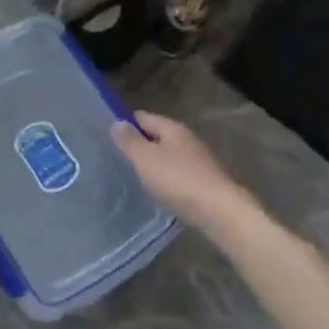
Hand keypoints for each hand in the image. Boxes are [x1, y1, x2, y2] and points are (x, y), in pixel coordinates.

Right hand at [112, 111, 264, 238]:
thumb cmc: (178, 179)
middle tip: (119, 159)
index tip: (109, 136)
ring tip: (136, 177)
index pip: (144, 117)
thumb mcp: (145, 158)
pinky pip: (180, 175)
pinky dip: (168, 179)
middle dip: (141, 145)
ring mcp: (200, 161)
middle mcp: (188, 140)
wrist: (219, 211)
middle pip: (158, 136)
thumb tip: (118, 122)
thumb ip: (130, 141)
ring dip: (155, 164)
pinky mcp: (206, 182)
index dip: (127, 123)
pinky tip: (160, 192)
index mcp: (173, 128)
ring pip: (170, 156)